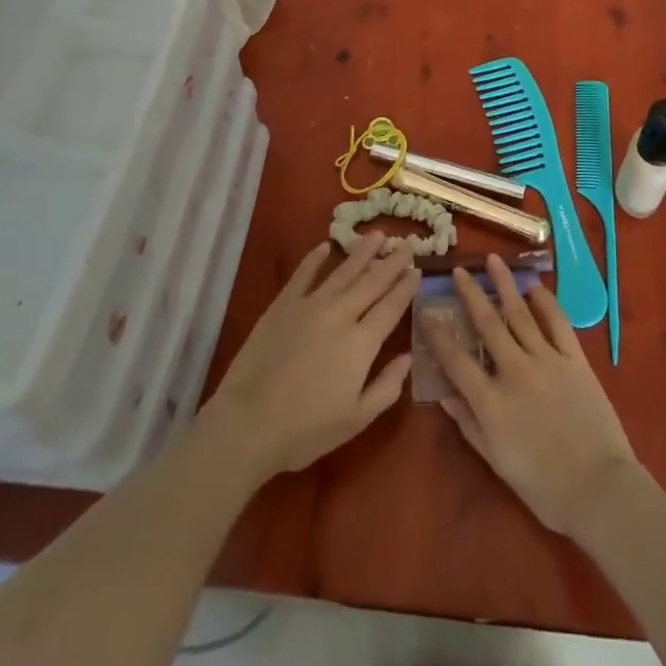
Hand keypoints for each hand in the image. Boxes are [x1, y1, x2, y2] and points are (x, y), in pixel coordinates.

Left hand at [201, 233, 419, 480]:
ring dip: (362, 252)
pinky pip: (303, 274)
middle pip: (372, 281)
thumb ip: (387, 387)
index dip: (406, 287)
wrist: (247, 423)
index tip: (418, 269)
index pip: (391, 306)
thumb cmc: (306, 430)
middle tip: (406, 243)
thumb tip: (408, 358)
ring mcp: (310, 305)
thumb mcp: (357, 419)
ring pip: (343, 271)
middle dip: (392, 262)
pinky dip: (315, 258)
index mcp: (362, 342)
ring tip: (377, 235)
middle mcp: (341, 314)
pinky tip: (325, 246)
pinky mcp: (283, 305)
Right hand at [425, 254, 641, 537]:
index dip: (438, 335)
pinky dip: (546, 302)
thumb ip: (469, 424)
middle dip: (470, 294)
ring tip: (493, 260)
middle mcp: (514, 371)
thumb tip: (444, 394)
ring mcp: (546, 360)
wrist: (598, 488)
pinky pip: (558, 322)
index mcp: (491, 401)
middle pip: (487, 323)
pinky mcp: (574, 359)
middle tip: (459, 271)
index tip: (427, 312)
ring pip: (520, 313)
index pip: (456, 359)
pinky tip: (535, 287)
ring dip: (505, 284)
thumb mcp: (496, 461)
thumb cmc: (543, 486)